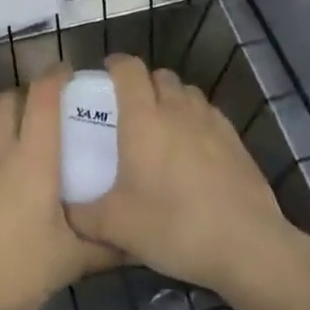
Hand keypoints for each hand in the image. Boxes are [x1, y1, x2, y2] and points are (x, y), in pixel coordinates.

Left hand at [0, 66, 118, 309]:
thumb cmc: (13, 271)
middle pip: (12, 98)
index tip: (68, 73)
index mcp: (33, 158)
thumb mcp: (69, 262)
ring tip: (11, 125)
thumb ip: (106, 246)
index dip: (56, 76)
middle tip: (43, 111)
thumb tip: (139, 239)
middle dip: (29, 96)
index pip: (44, 97)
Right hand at [65, 55, 296, 297]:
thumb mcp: (116, 226)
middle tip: (131, 109)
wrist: (247, 245)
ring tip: (163, 127)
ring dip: (172, 99)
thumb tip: (63, 210)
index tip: (105, 74)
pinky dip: (197, 120)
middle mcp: (177, 110)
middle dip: (144, 83)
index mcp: (143, 118)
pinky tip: (194, 150)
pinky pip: (209, 115)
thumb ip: (82, 215)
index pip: (129, 69)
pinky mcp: (236, 141)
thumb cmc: (173, 226)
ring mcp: (211, 122)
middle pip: (160, 75)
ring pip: (188, 93)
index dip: (116, 64)